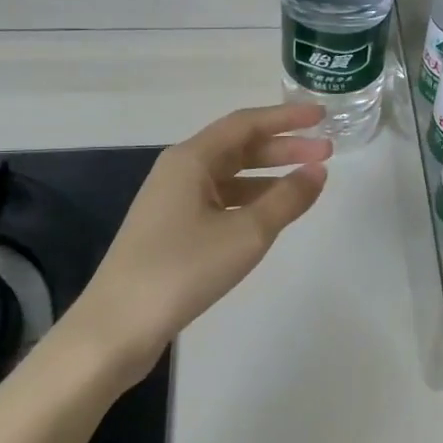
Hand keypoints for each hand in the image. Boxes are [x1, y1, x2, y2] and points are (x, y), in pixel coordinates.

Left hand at [49, 103, 331, 385]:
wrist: (117, 327)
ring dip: (269, 174)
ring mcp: (173, 201)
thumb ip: (287, 198)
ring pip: (230, 176)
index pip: (246, 123)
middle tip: (326, 152)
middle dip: (283, 147)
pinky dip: (251, 200)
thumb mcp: (246, 233)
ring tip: (307, 182)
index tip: (321, 116)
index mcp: (191, 158)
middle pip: (238, 147)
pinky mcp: (172, 229)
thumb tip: (318, 170)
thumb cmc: (183, 269)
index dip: (286, 117)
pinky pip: (220, 200)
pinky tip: (271, 214)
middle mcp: (180, 171)